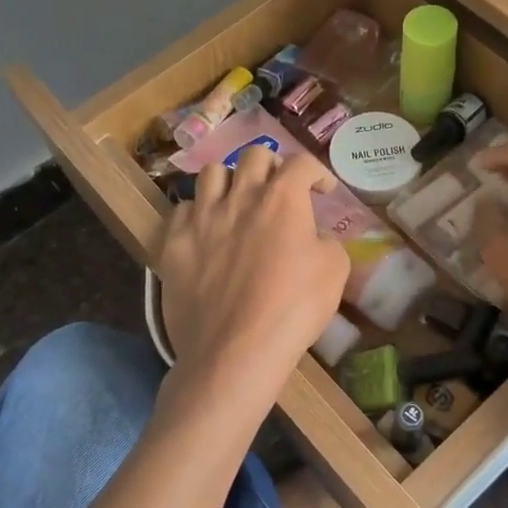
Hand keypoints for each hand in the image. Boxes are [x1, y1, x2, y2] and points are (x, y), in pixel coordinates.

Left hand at [157, 145, 348, 420]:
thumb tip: (313, 236)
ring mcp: (202, 217)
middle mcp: (239, 197)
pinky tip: (206, 231)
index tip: (322, 190)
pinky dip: (198, 213)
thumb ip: (327, 242)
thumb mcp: (334, 272)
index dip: (316, 172)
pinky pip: (182, 209)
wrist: (234, 351)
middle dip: (272, 166)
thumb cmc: (293, 309)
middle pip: (253, 156)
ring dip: (230, 181)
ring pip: (211, 173)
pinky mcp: (174, 242)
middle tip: (279, 189)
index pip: (301, 163)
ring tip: (237, 201)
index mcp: (282, 199)